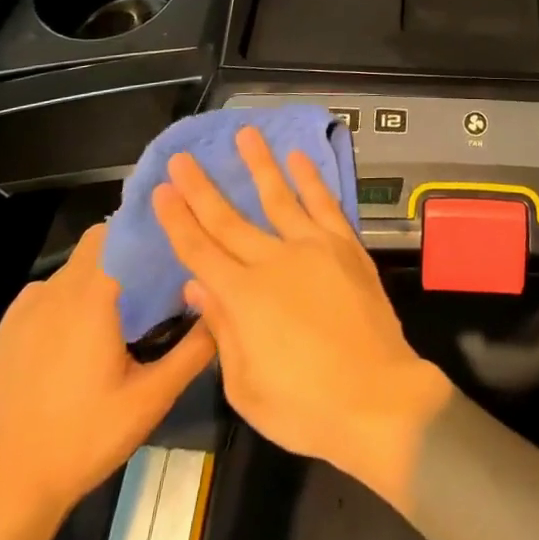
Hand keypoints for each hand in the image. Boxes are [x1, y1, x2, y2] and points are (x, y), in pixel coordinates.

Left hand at [0, 222, 214, 522]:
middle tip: (151, 277)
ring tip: (117, 308)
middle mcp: (56, 293)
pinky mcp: (5, 333)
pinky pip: (42, 294)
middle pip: (96, 243)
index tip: (171, 236)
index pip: (119, 234)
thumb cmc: (87, 438)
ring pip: (69, 268)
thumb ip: (193, 349)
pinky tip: (75, 335)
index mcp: (92, 299)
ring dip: (94, 275)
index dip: (145, 229)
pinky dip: (63, 299)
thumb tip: (221, 307)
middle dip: (124, 250)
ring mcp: (24, 312)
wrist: (12, 488)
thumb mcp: (152, 398)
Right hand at [152, 128, 451, 510]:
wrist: (376, 397)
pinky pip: (324, 204)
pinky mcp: (345, 246)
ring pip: (279, 196)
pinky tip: (299, 158)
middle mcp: (274, 261)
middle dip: (202, 188)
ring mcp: (313, 247)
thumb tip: (198, 283)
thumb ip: (222, 328)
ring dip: (260, 164)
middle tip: (184, 157)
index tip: (163, 190)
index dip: (178, 220)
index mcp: (244, 297)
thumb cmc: (304, 406)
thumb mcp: (245, 385)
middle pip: (230, 219)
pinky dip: (311, 179)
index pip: (200, 251)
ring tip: (245, 133)